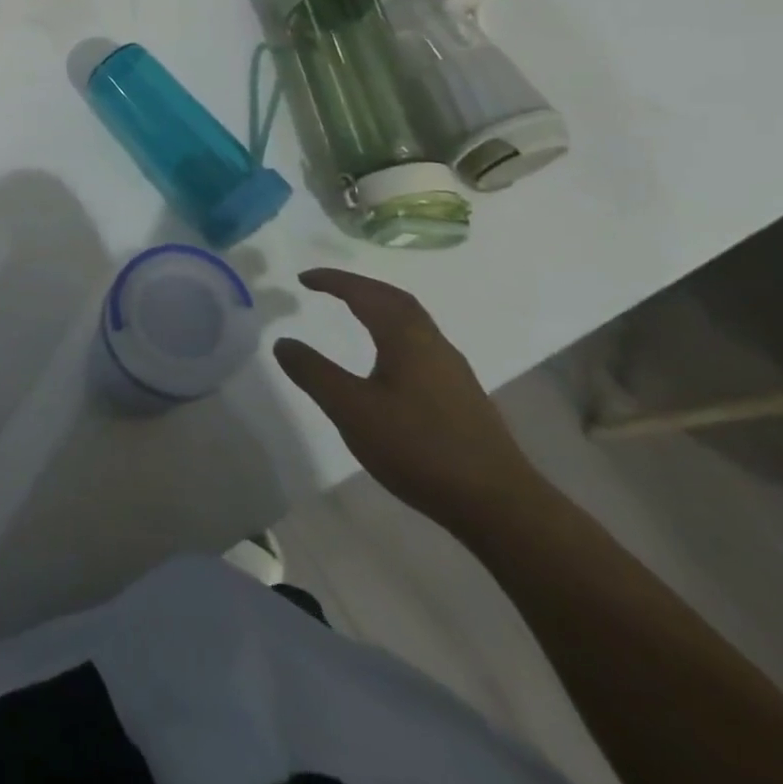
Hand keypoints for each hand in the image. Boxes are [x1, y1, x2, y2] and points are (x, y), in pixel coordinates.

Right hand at [273, 268, 541, 532]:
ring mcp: (453, 371)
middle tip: (327, 287)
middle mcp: (433, 344)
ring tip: (353, 314)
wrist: (500, 506)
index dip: (334, 281)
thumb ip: (313, 373)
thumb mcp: (351, 410)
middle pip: (395, 300)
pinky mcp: (462, 397)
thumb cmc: (419, 448)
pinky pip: (420, 345)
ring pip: (412, 323)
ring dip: (380, 309)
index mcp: (407, 338)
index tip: (303, 278)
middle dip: (360, 287)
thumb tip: (282, 342)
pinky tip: (387, 360)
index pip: (366, 294)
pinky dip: (394, 334)